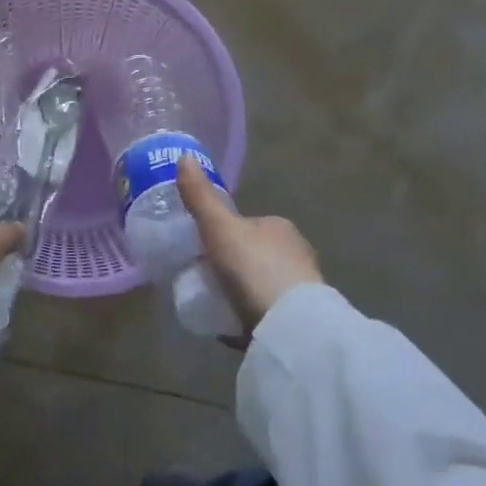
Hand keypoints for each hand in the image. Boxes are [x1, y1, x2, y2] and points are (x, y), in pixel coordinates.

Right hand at [176, 155, 321, 333]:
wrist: (291, 325)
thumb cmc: (254, 268)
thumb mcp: (219, 229)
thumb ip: (201, 198)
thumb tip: (184, 157)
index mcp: (279, 226)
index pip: (246, 225)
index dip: (223, 236)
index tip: (201, 252)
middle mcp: (296, 252)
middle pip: (254, 255)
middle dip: (233, 266)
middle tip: (202, 282)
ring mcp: (302, 288)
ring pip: (262, 285)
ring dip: (243, 294)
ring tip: (214, 307)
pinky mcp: (300, 320)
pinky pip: (268, 313)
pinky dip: (252, 318)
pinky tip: (233, 329)